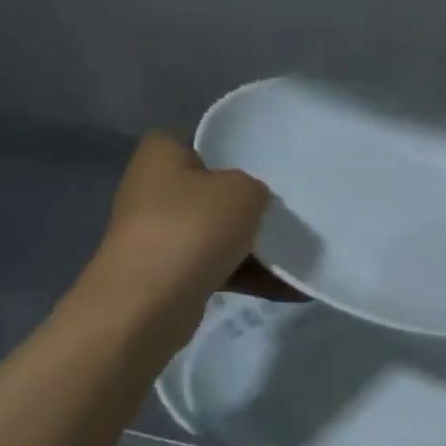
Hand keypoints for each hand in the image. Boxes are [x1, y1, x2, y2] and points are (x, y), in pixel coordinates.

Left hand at [83, 132, 272, 322]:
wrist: (147, 305)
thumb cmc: (192, 228)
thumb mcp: (244, 191)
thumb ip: (256, 187)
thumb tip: (255, 202)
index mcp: (161, 155)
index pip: (197, 139)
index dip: (229, 148)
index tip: (263, 164)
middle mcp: (153, 191)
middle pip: (211, 190)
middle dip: (247, 204)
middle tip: (286, 209)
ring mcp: (159, 235)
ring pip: (217, 233)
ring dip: (254, 246)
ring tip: (298, 252)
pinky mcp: (169, 275)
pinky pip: (218, 267)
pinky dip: (249, 276)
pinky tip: (290, 288)